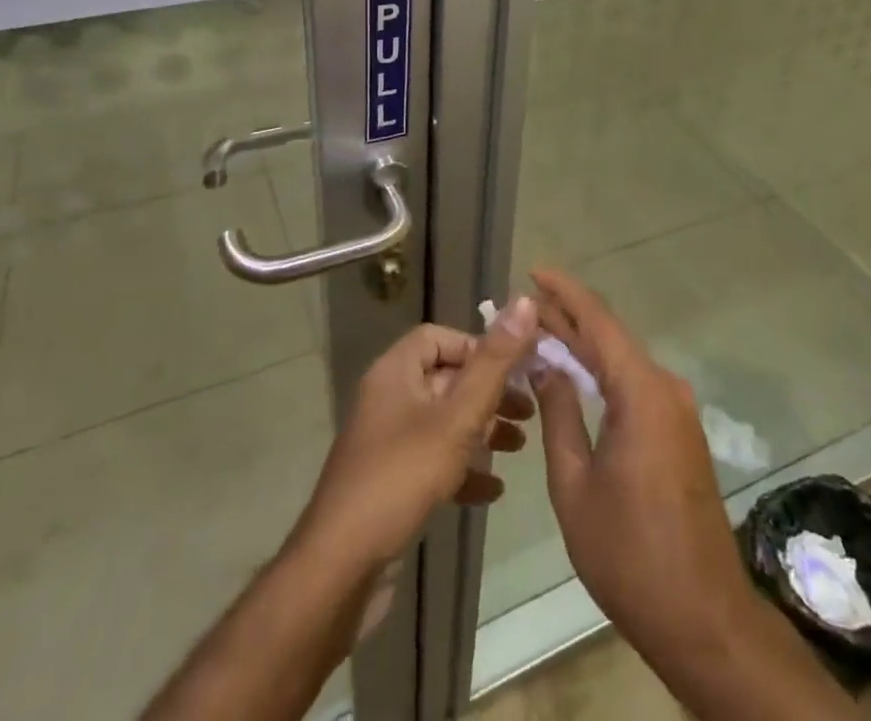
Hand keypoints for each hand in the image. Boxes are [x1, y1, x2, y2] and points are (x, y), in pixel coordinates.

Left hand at [294, 299, 540, 578]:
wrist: (341, 569)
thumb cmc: (401, 478)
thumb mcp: (456, 418)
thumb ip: (493, 363)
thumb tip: (525, 302)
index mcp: (395, 372)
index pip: (439, 338)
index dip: (478, 347)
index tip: (514, 369)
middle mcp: (389, 399)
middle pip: (446, 379)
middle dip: (489, 392)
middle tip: (528, 410)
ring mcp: (387, 442)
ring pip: (443, 421)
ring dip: (481, 430)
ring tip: (519, 446)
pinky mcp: (391, 482)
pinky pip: (433, 461)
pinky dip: (463, 468)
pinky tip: (493, 490)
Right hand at [530, 270, 756, 656]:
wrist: (703, 617)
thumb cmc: (629, 553)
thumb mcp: (575, 484)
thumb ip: (560, 414)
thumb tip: (548, 365)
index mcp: (641, 392)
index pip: (598, 322)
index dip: (564, 293)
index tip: (533, 271)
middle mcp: (665, 388)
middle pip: (610, 338)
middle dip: (566, 319)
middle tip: (522, 309)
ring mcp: (677, 410)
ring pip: (622, 360)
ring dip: (583, 346)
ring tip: (538, 336)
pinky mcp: (680, 432)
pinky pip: (635, 385)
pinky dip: (602, 373)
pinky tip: (574, 376)